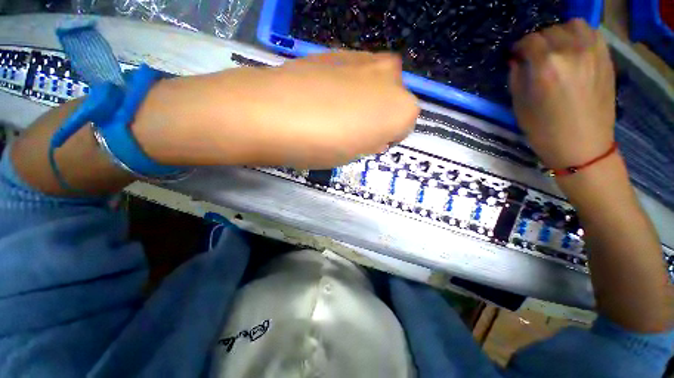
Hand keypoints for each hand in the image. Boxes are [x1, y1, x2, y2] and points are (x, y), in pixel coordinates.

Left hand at [134, 51, 418, 168]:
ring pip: (375, 83)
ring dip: (363, 99)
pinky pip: (353, 73)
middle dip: (379, 114)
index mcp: (401, 108)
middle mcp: (391, 76)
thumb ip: (373, 139)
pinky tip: (323, 97)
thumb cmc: (319, 144)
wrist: (270, 113)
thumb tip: (373, 132)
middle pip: (394, 99)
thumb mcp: (355, 154)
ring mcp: (363, 58)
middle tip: (352, 129)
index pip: (405, 125)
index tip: (366, 144)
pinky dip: (346, 86)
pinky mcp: (335, 52)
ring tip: (335, 114)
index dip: (385, 137)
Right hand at [509, 19, 615, 168]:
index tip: (515, 57)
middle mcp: (571, 52)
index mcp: (546, 66)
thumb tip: (517, 60)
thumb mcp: (520, 106)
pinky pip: (591, 34)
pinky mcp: (606, 59)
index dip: (519, 48)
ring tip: (555, 50)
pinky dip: (579, 36)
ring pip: (573, 25)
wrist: (583, 147)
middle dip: (537, 42)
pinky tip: (573, 50)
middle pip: (550, 30)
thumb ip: (517, 77)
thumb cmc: (545, 131)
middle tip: (533, 57)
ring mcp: (593, 53)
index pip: (529, 41)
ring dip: (559, 34)